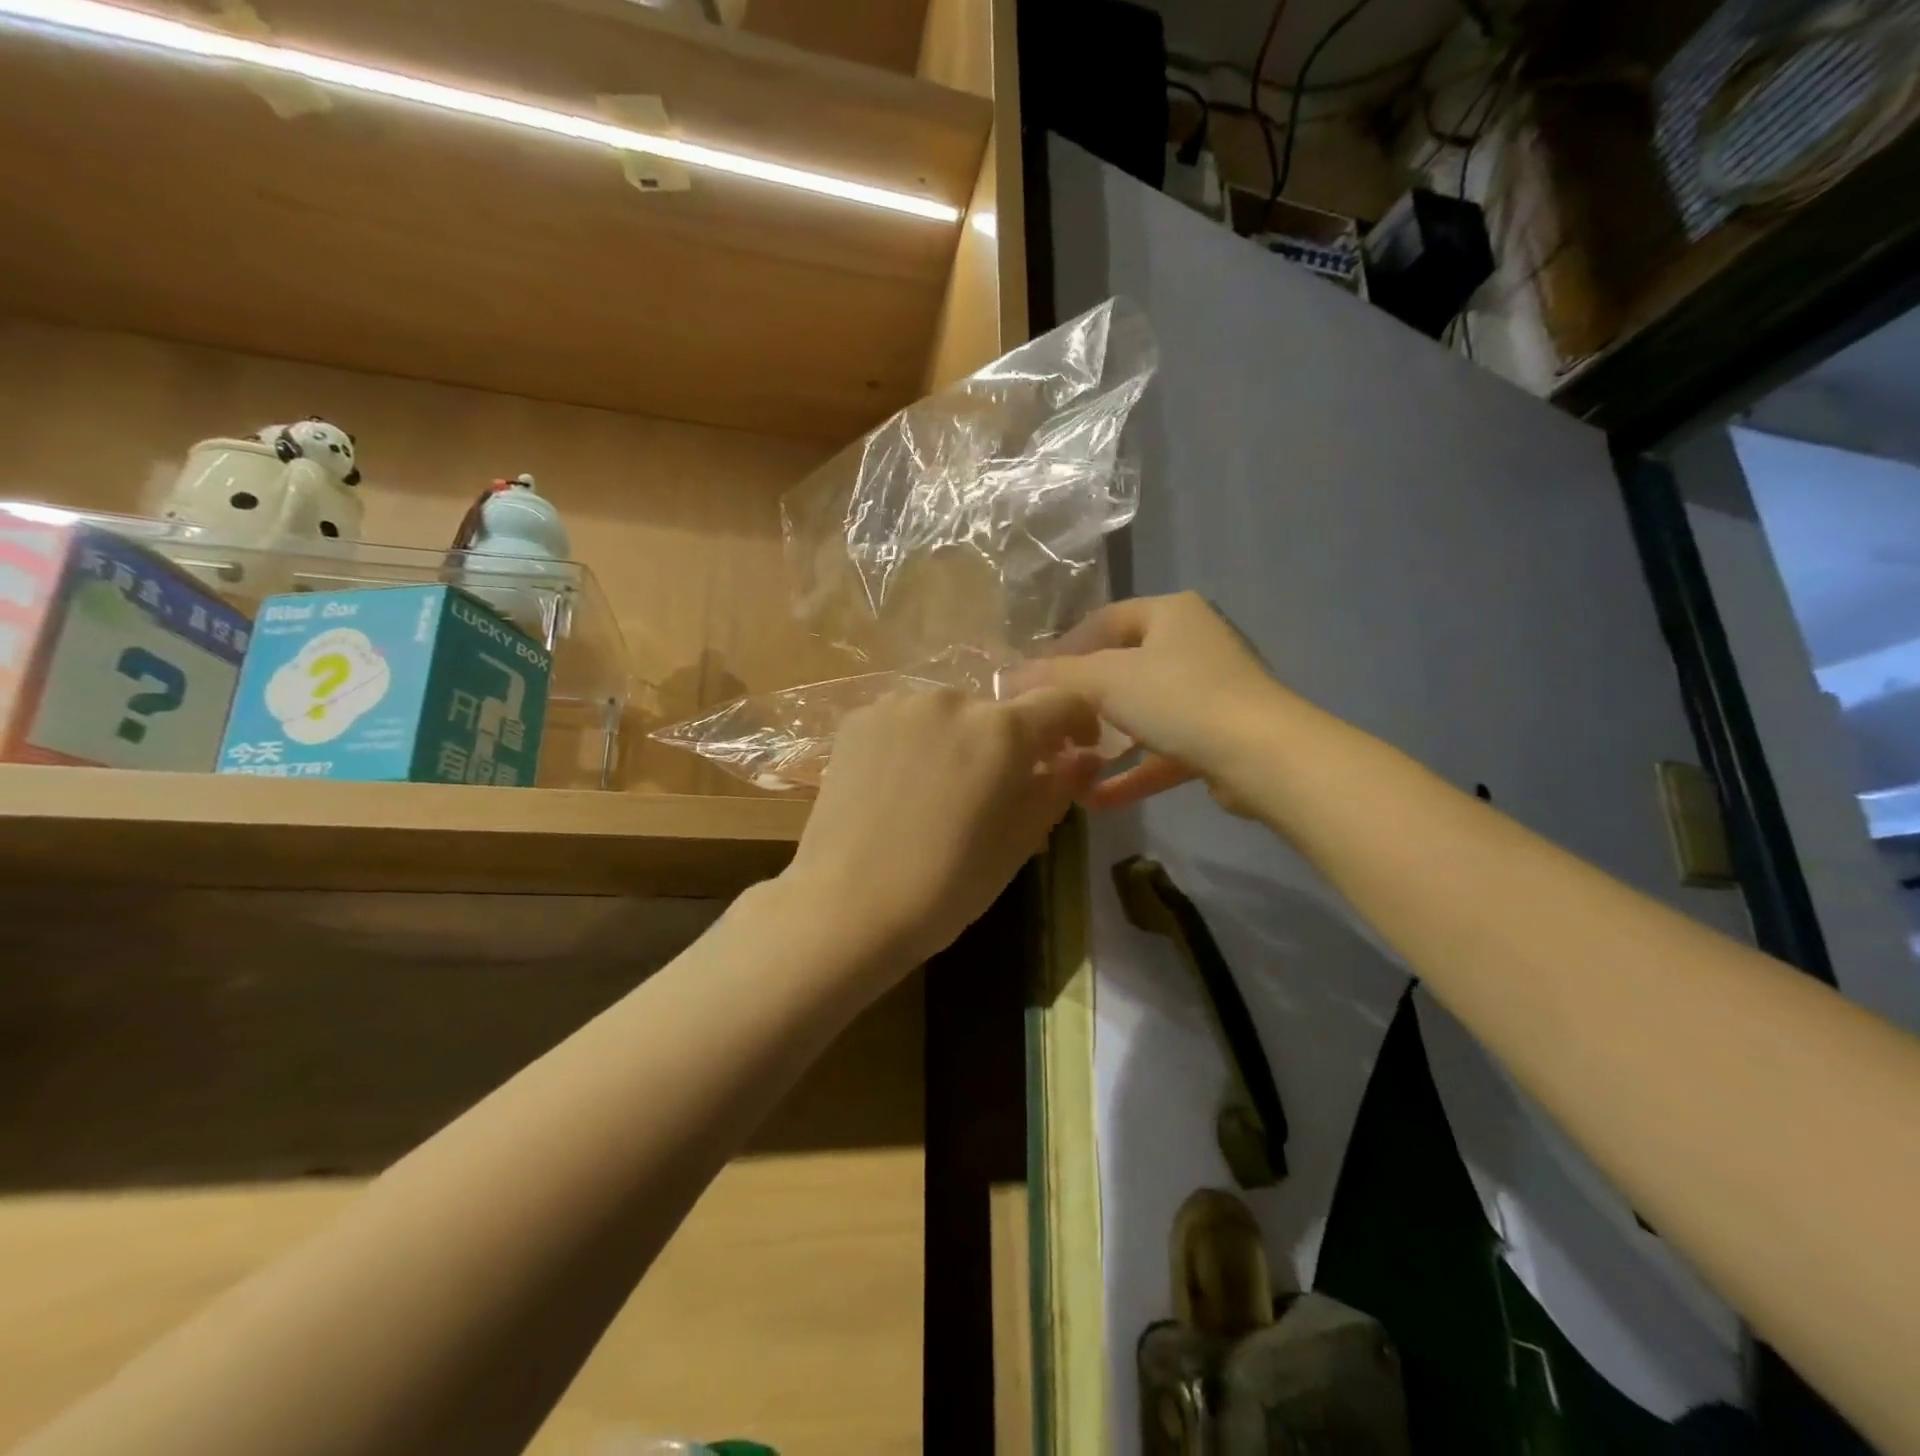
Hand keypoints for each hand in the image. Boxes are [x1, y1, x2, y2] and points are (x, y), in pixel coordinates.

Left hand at [783, 688, 1102, 969]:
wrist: (846, 906)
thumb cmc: (946, 885)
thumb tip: (1084, 758)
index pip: (1061, 702)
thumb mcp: (1018, 842)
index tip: (1074, 751)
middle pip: (999, 712)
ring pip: (949, 715)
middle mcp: (952, 700)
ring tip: (940, 793)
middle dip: (1009, 744)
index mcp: (1002, 730)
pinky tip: (899, 787)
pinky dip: (915, 743)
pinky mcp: (858, 719)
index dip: (1078, 724)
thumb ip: (1058, 788)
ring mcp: (898, 705)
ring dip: (958, 741)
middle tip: (995, 793)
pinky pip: (905, 721)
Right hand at [1021, 592, 1291, 811]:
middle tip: (1049, 725)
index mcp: (1170, 614)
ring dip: (1106, 741)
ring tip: (1068, 763)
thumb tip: (1007, 676)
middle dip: (1083, 701)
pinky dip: (1132, 772)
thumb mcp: (1107, 680)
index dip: (1065, 648)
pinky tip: (1096, 799)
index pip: (1104, 621)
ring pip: (1142, 713)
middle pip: (1122, 668)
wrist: (1262, 756)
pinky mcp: (1216, 737)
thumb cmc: (1179, 698)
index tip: (1033, 680)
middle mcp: (1192, 645)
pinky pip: (1162, 750)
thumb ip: (1057, 677)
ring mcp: (1208, 693)